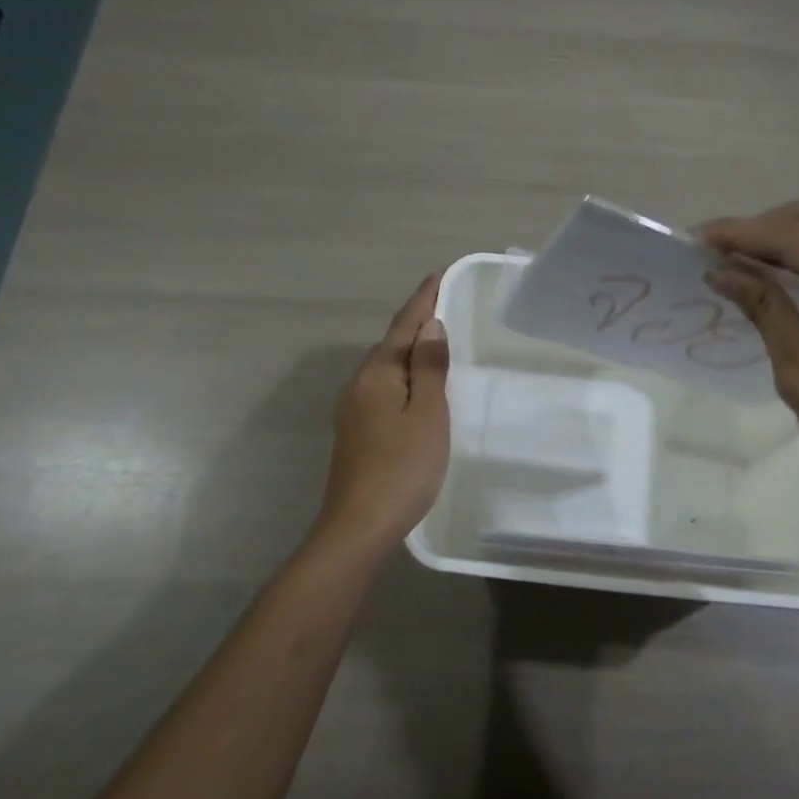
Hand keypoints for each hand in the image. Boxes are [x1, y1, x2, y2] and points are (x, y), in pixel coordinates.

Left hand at [312, 273, 450, 557]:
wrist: (358, 526)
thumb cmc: (402, 467)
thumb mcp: (427, 414)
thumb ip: (429, 368)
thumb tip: (430, 327)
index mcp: (378, 373)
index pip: (405, 325)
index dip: (424, 299)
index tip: (439, 272)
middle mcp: (360, 384)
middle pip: (392, 343)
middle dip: (417, 321)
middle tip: (445, 302)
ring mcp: (354, 409)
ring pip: (387, 367)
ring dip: (411, 349)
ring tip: (436, 339)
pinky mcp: (356, 431)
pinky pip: (384, 387)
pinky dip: (404, 376)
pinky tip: (416, 386)